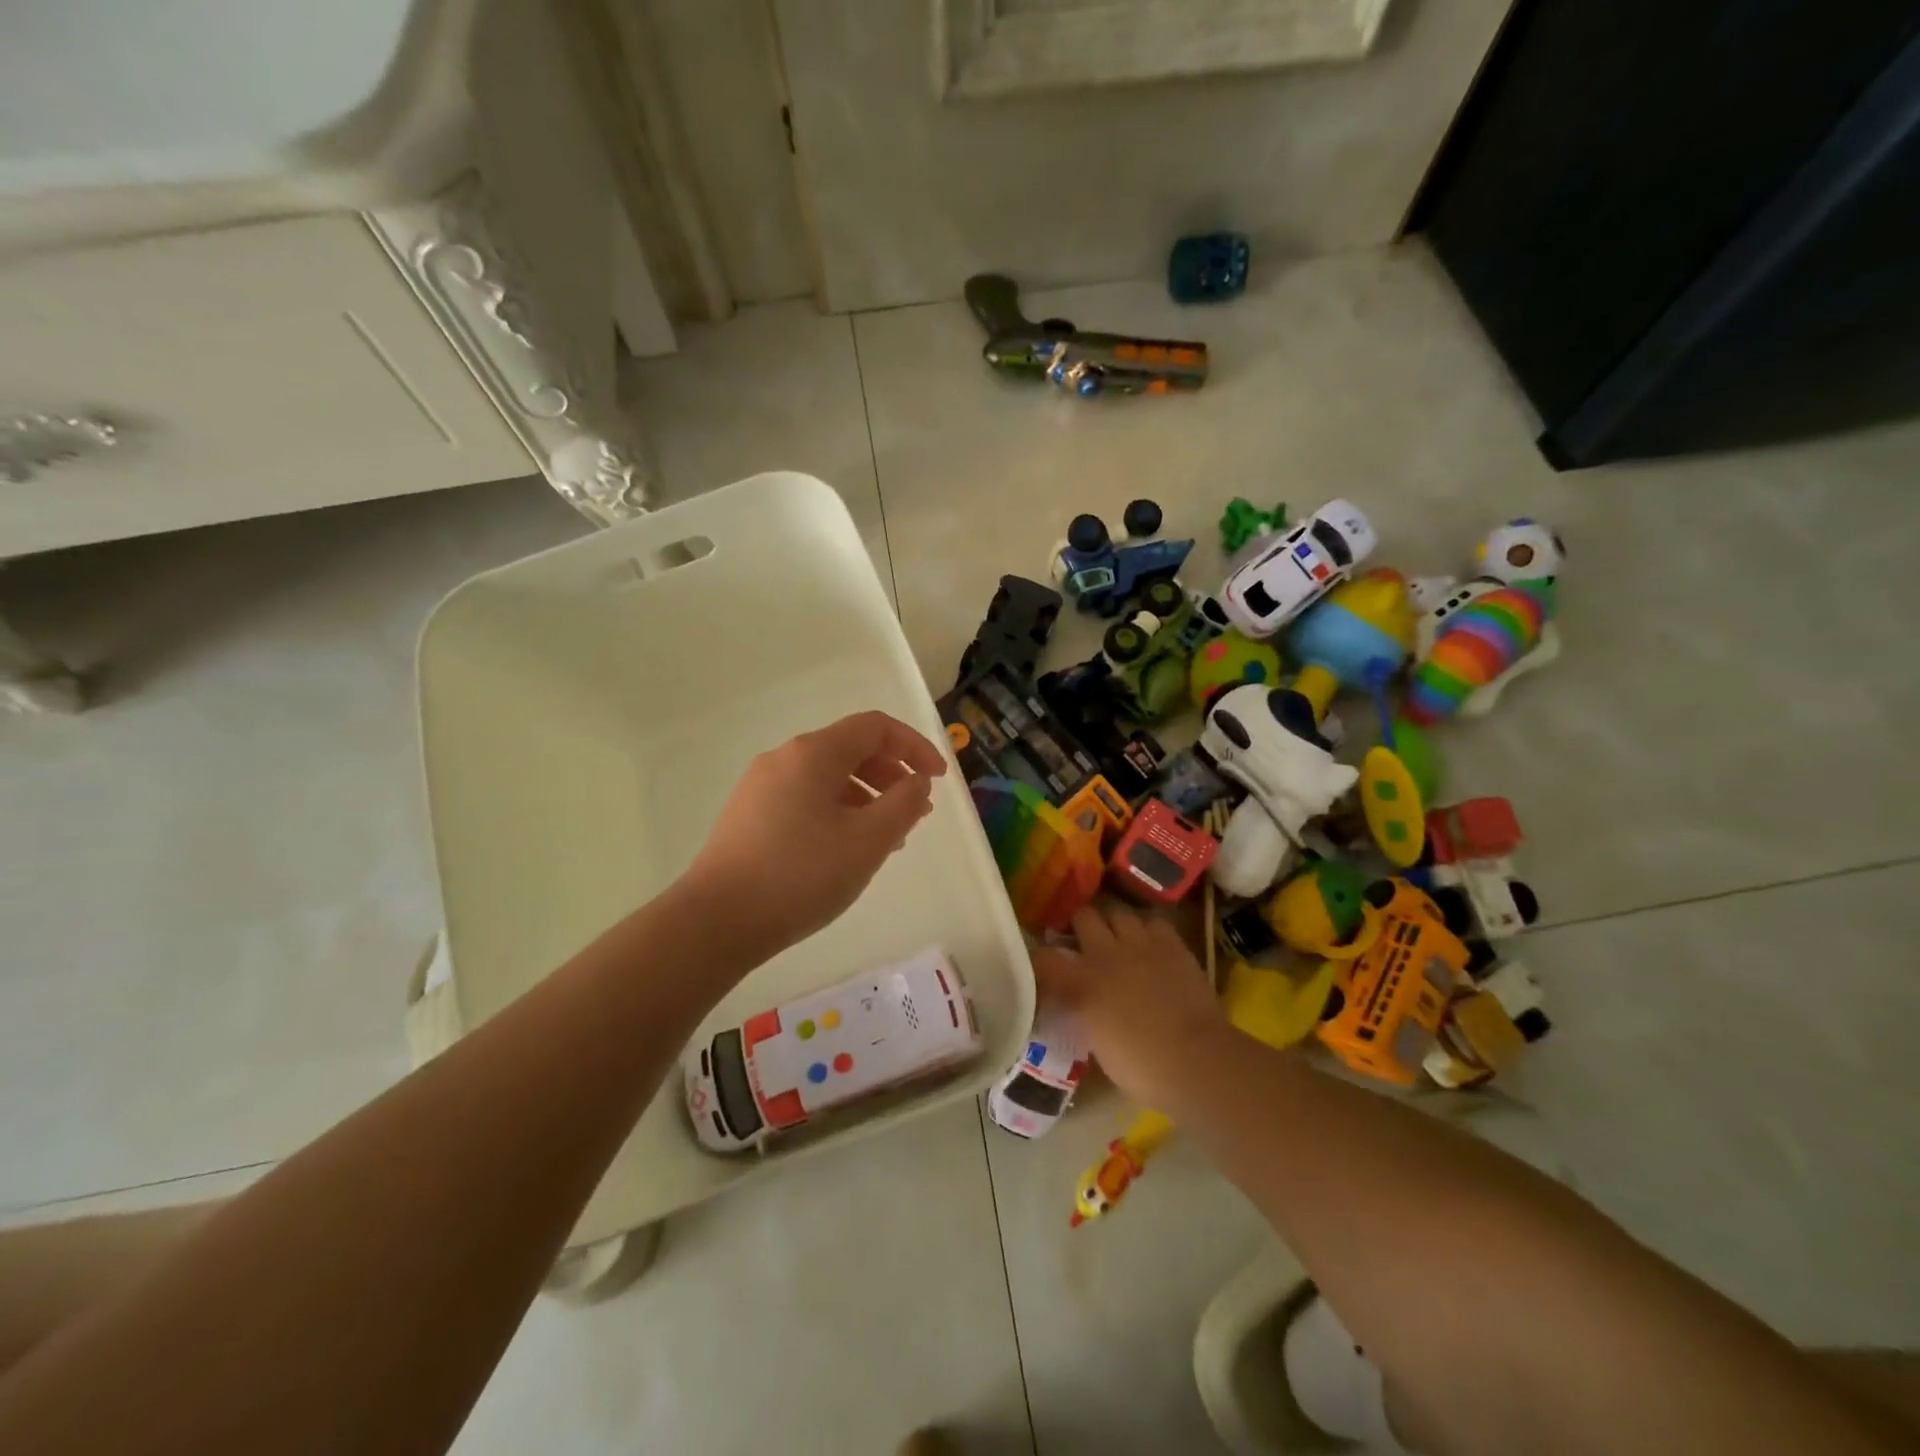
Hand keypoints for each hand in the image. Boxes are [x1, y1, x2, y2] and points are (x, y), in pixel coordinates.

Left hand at [682, 711, 946, 959]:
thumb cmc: (801, 875)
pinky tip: (847, 850)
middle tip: (917, 812)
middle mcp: (785, 759)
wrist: (716, 920)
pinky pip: (807, 799)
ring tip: (888, 839)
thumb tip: (916, 782)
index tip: (938, 779)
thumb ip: (903, 804)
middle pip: (851, 749)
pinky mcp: (750, 816)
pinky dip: (839, 812)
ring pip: (829, 778)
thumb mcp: (868, 841)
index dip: (914, 747)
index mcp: (813, 753)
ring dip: (868, 797)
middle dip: (892, 774)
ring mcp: (762, 787)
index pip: (875, 727)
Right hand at [1032, 904, 1228, 1107]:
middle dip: (1080, 925)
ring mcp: (1141, 944)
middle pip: (1083, 916)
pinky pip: (1153, 921)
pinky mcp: (1171, 944)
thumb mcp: (1097, 1045)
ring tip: (1118, 936)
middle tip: (1084, 940)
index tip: (1041, 962)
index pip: (1045, 957)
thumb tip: (1080, 1005)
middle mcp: (1106, 954)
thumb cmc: (1142, 1067)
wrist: (1196, 1061)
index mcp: (1081, 985)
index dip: (1039, 957)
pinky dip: (1147, 929)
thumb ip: (1084, 1014)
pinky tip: (1150, 943)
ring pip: (1118, 912)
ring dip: (1114, 923)